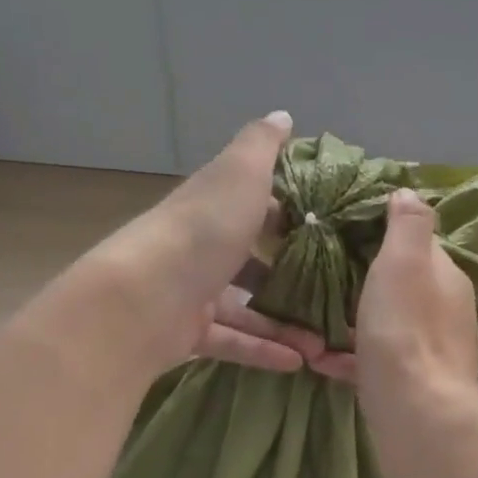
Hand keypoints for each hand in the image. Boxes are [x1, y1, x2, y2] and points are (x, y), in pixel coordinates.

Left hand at [52, 111, 326, 376]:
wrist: (143, 298)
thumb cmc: (202, 230)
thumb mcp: (239, 174)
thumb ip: (262, 144)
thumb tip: (282, 116)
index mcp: (216, 206)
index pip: (256, 205)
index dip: (290, 213)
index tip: (330, 230)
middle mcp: (204, 246)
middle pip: (252, 259)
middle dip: (293, 275)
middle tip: (334, 290)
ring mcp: (195, 292)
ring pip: (248, 307)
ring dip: (285, 322)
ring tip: (324, 339)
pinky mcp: (190, 333)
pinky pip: (235, 341)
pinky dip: (264, 351)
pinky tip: (299, 362)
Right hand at [323, 188, 477, 401]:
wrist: (417, 412)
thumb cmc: (405, 328)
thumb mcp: (405, 262)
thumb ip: (408, 225)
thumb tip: (409, 192)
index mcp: (446, 277)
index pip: (418, 245)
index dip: (385, 234)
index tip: (346, 231)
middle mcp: (446, 311)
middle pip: (402, 285)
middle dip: (367, 280)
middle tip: (322, 274)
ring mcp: (431, 350)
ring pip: (388, 324)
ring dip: (355, 320)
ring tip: (313, 318)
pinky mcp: (412, 384)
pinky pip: (376, 361)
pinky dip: (350, 357)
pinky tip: (320, 359)